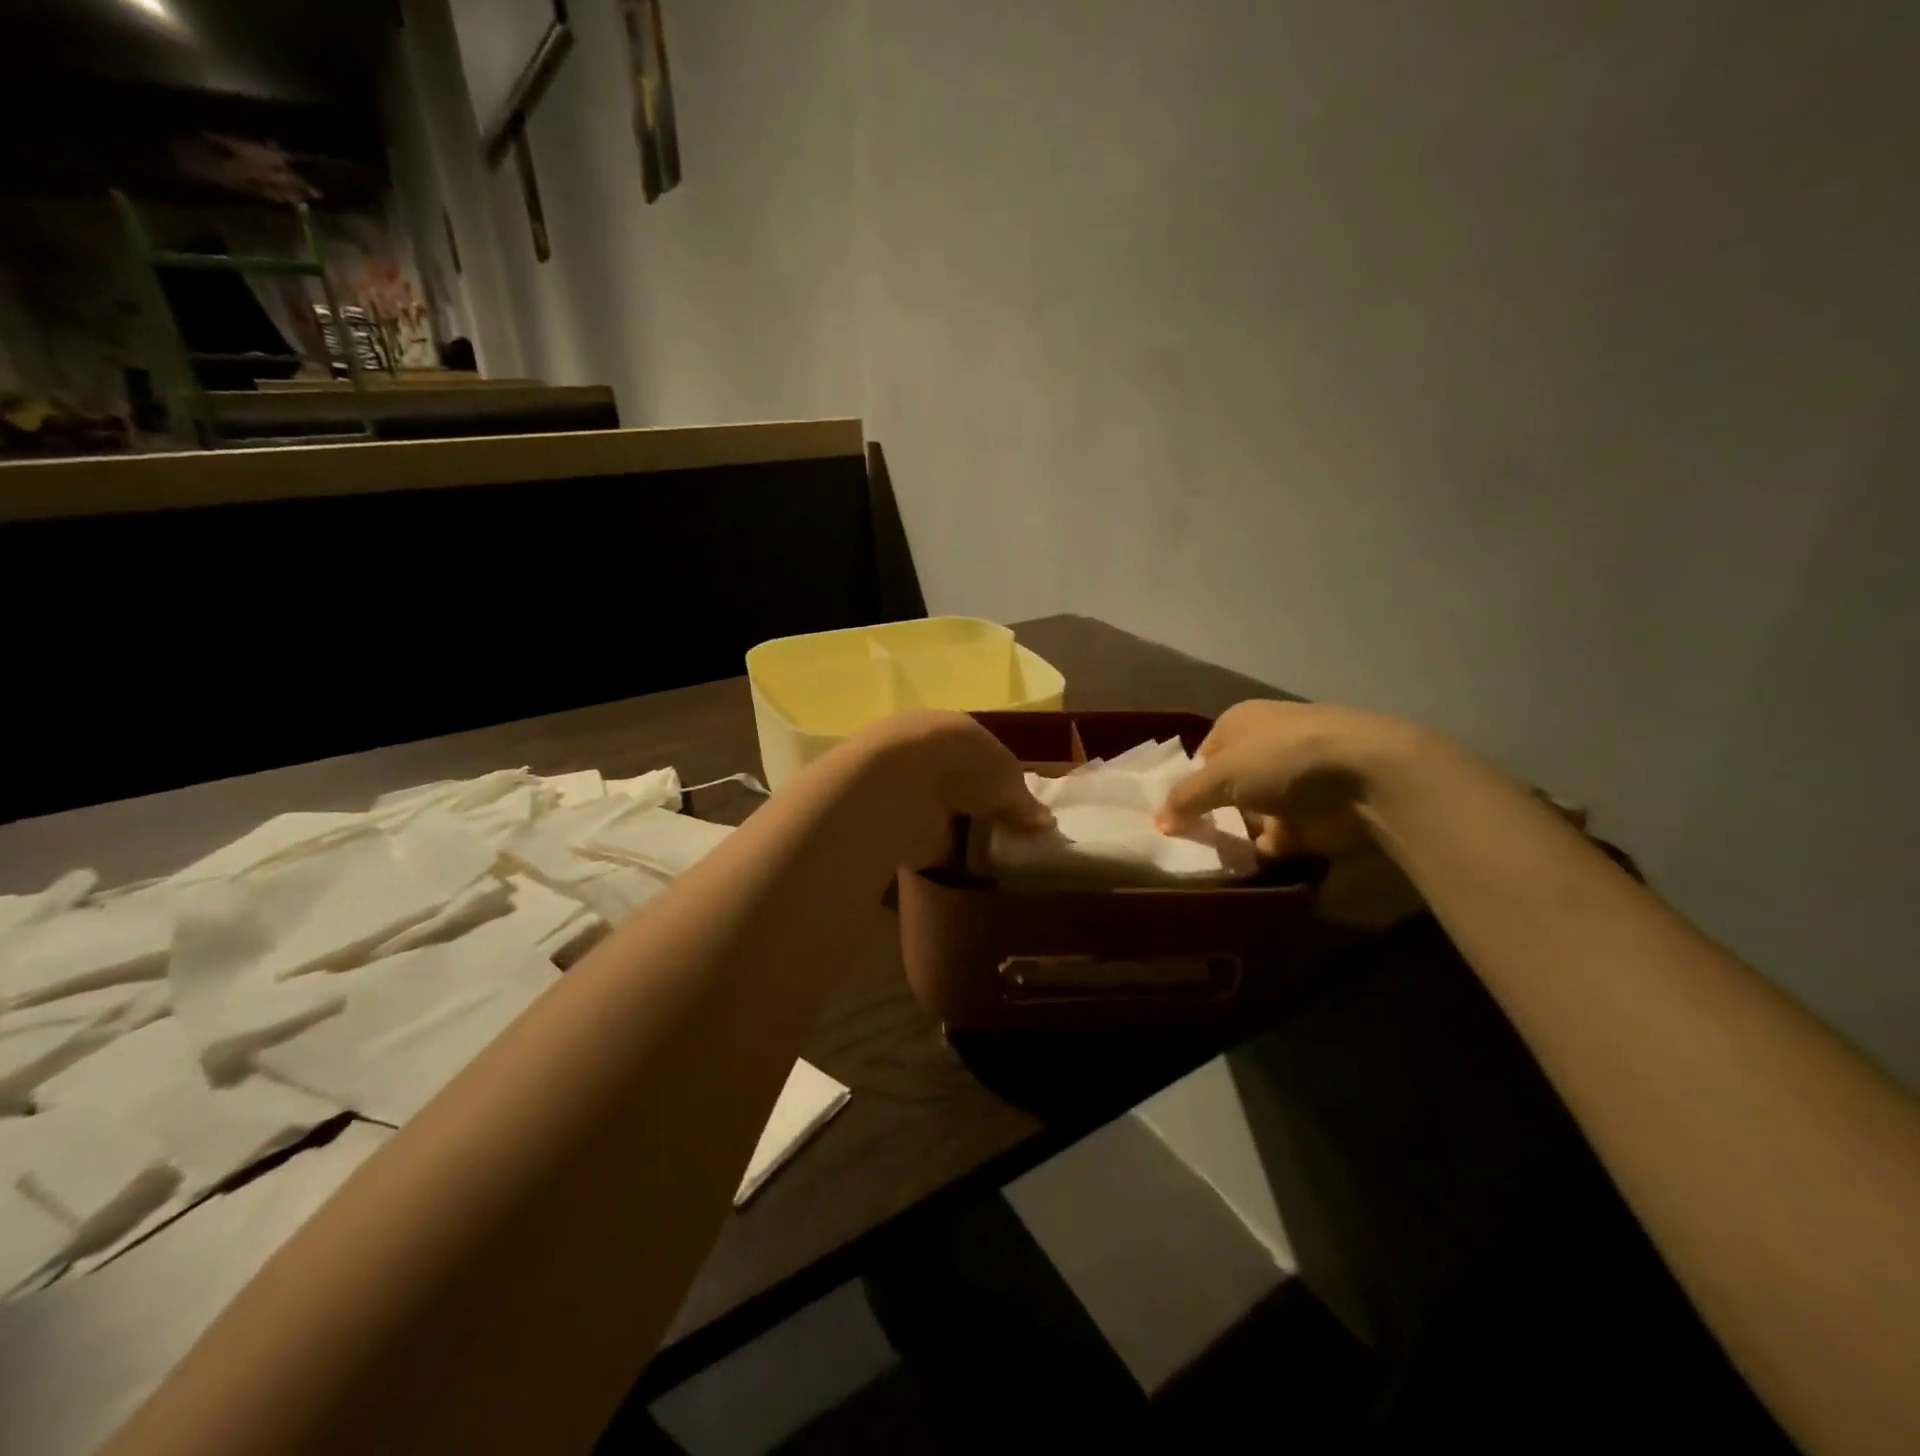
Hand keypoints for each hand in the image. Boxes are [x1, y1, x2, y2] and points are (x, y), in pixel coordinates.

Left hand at [842, 710, 1051, 869]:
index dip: (1004, 780)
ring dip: (964, 832)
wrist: (900, 787)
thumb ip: (1024, 801)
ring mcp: (908, 793)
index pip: (983, 755)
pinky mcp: (896, 828)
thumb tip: (1045, 822)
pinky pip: (931, 844)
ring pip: (945, 814)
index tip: (1023, 807)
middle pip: (963, 787)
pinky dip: (948, 856)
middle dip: (983, 808)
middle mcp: (928, 758)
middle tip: (1013, 836)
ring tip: (997, 858)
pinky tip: (972, 872)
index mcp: (953, 732)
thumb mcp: (1007, 778)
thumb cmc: (963, 765)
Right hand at [1155, 700, 1437, 858]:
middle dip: (1208, 812)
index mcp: (1241, 722)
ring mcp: (1292, 783)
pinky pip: (1275, 838)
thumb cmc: (1283, 759)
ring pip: (1249, 813)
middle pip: (1226, 786)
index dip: (1186, 784)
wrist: (1367, 778)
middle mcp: (1265, 747)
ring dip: (1232, 834)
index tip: (1172, 815)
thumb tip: (1157, 822)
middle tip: (1184, 841)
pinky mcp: (1313, 816)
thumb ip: (1185, 799)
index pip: (1203, 755)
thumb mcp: (1221, 774)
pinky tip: (1239, 867)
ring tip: (1204, 859)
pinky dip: (1260, 852)